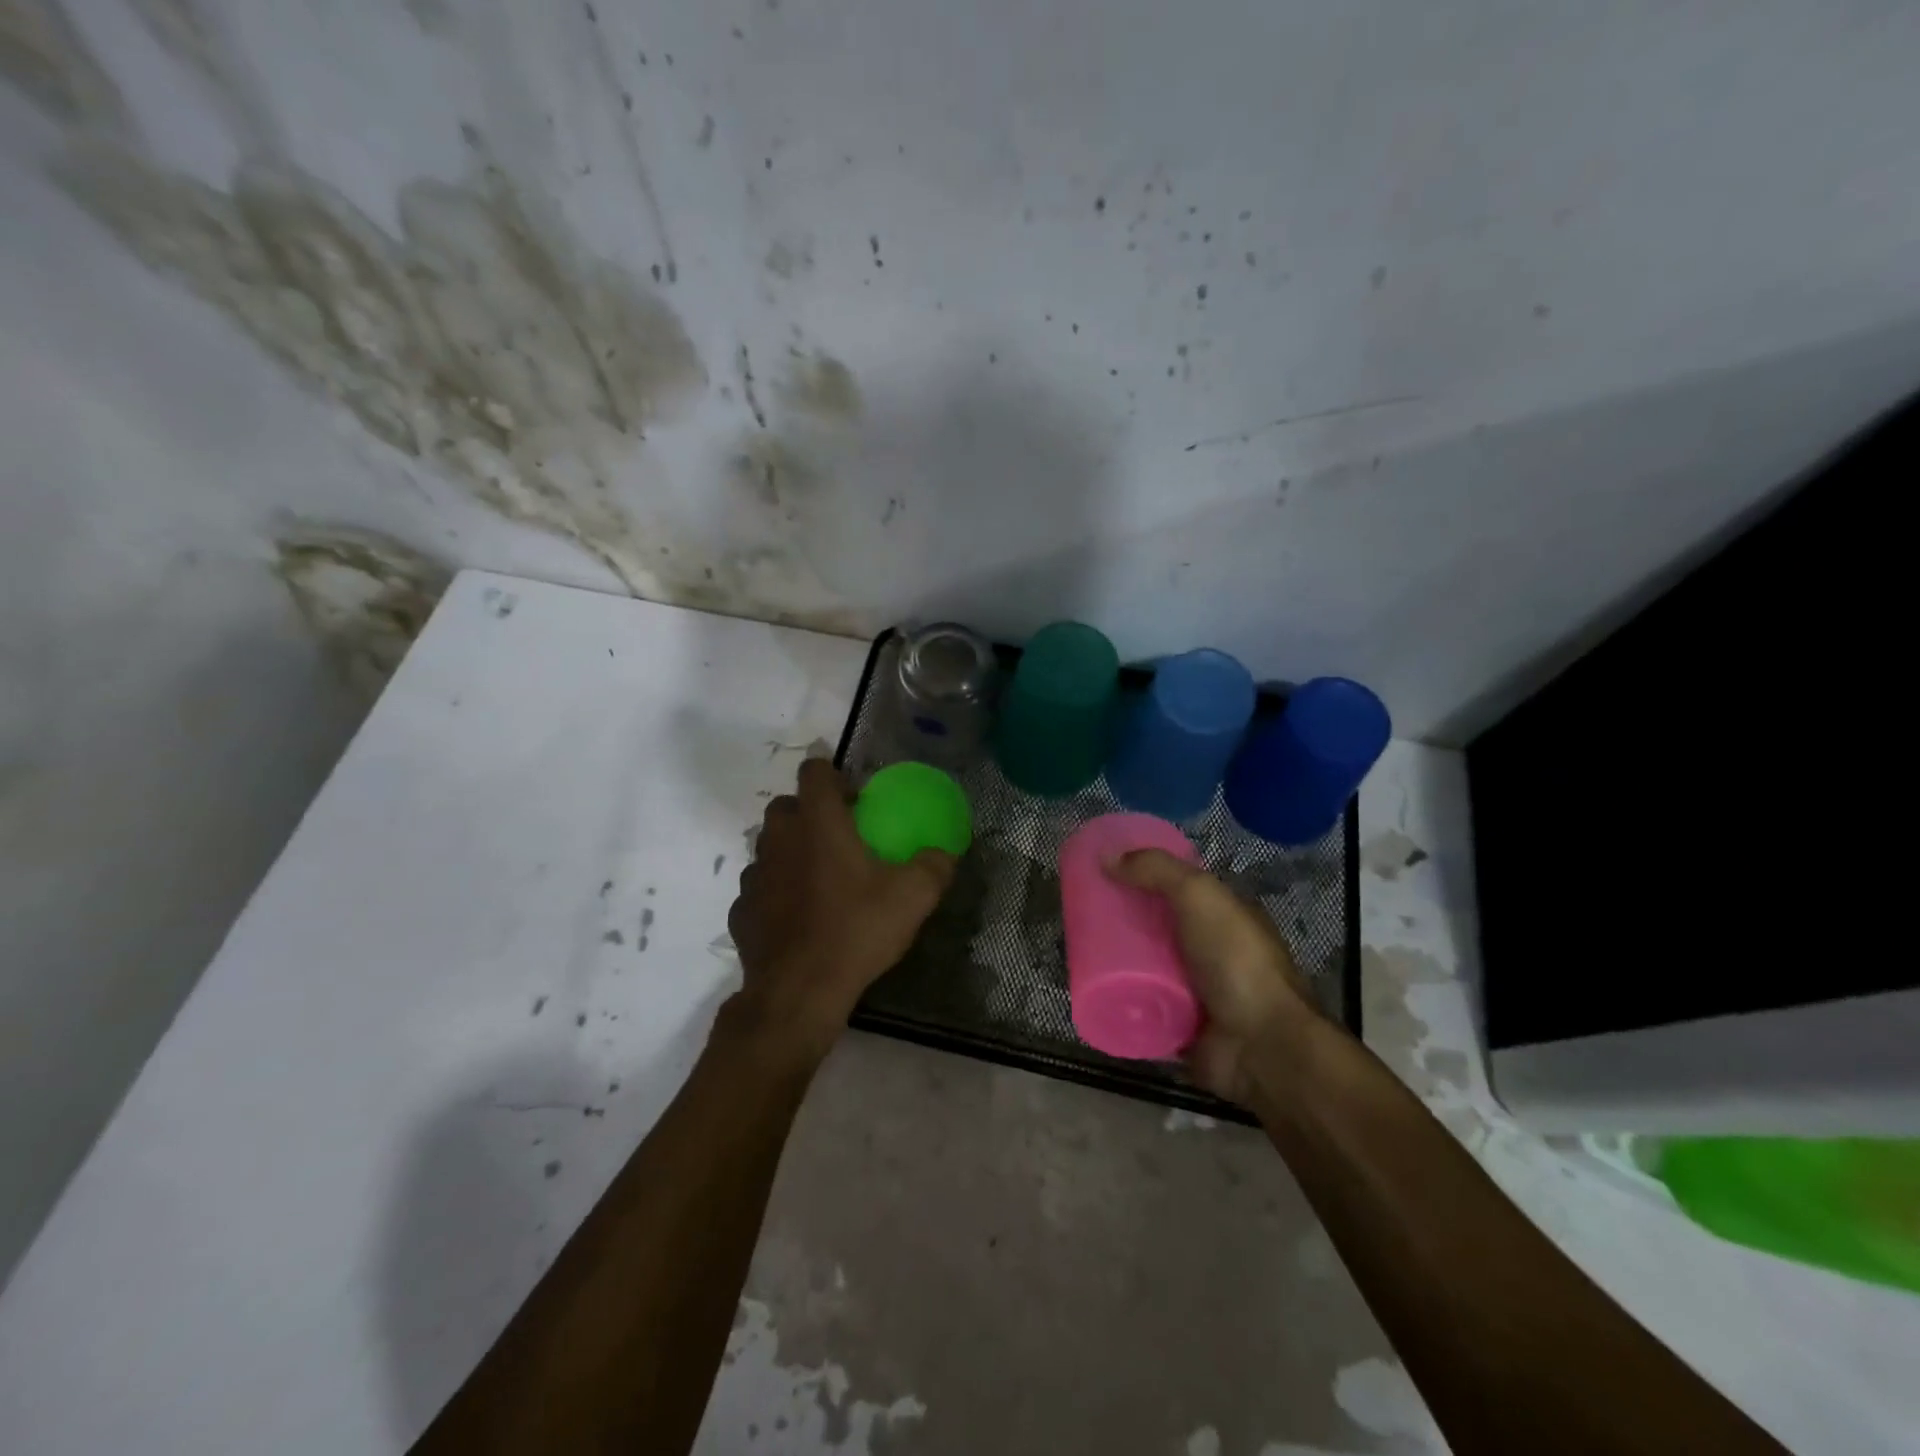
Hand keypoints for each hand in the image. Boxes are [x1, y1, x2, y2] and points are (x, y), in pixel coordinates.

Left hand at [726, 758, 956, 1057]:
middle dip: (809, 812)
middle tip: (840, 838)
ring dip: (791, 852)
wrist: (798, 992)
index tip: (854, 799)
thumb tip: (944, 853)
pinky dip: (777, 892)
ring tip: (820, 880)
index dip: (832, 775)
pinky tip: (798, 917)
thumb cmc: (855, 931)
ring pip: (770, 846)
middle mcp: (779, 839)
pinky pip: (761, 887)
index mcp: (818, 823)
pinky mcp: (742, 910)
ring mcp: (754, 875)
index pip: (813, 771)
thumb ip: (934, 866)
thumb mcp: (913, 898)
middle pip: (786, 806)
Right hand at [1107, 850, 1321, 1102]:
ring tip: (1077, 949)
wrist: (1259, 1045)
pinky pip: (1140, 1009)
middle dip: (1124, 921)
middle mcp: (1212, 952)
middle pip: (1158, 929)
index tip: (1107, 872)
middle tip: (1082, 913)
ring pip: (1146, 969)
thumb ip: (1157, 870)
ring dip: (1117, 962)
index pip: (1180, 890)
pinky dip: (1118, 1002)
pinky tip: (1088, 989)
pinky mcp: (1178, 1028)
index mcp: (1225, 917)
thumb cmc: (1234, 960)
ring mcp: (1197, 993)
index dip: (1146, 877)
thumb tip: (1107, 857)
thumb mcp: (1199, 896)